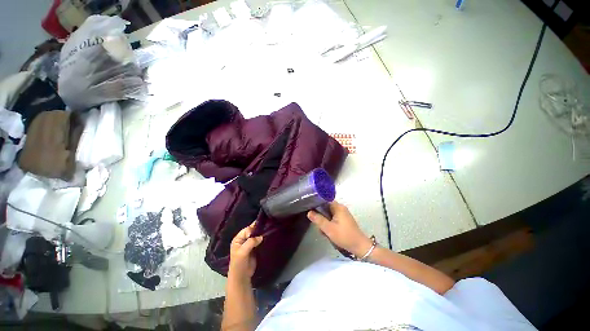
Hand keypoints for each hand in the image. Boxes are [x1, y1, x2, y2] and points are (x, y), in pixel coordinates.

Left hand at [229, 221, 262, 281]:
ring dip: (261, 233)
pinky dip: (262, 238)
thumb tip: (261, 236)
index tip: (260, 230)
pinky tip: (267, 236)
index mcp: (238, 239)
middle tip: (266, 227)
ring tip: (268, 230)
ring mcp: (249, 243)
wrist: (242, 276)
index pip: (247, 229)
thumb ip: (251, 242)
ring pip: (256, 235)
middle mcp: (243, 239)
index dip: (253, 229)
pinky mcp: (254, 247)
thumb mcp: (243, 252)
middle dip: (258, 229)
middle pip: (252, 231)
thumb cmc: (239, 263)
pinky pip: (259, 240)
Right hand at [307, 201, 372, 257]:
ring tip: (324, 232)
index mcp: (338, 207)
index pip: (325, 200)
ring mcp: (343, 214)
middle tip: (319, 226)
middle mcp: (340, 208)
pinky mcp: (344, 220)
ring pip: (328, 215)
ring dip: (325, 222)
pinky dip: (329, 225)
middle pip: (326, 208)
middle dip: (321, 217)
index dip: (317, 203)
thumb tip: (309, 212)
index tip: (310, 208)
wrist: (360, 247)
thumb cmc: (344, 236)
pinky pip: (333, 219)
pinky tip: (329, 233)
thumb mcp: (328, 228)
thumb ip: (318, 219)